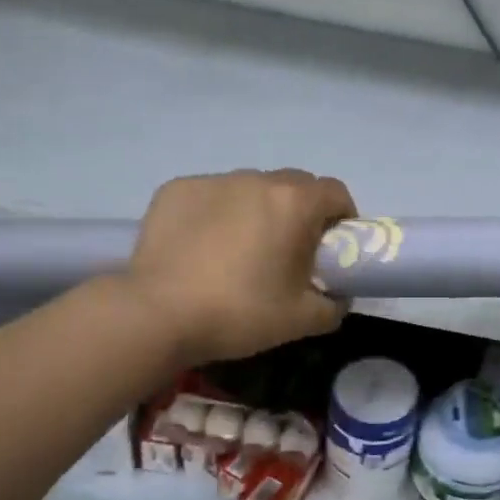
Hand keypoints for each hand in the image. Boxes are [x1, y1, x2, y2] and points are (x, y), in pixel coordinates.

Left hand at [117, 169, 355, 366]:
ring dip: (258, 210)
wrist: (157, 314)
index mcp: (294, 203)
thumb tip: (339, 297)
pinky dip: (218, 213)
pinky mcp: (176, 190)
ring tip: (241, 250)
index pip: (335, 192)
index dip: (341, 217)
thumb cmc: (240, 313)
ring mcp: (213, 181)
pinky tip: (203, 247)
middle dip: (301, 211)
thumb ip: (334, 305)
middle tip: (289, 251)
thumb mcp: (302, 320)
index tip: (332, 246)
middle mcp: (256, 180)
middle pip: (294, 185)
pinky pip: (212, 195)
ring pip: (251, 188)